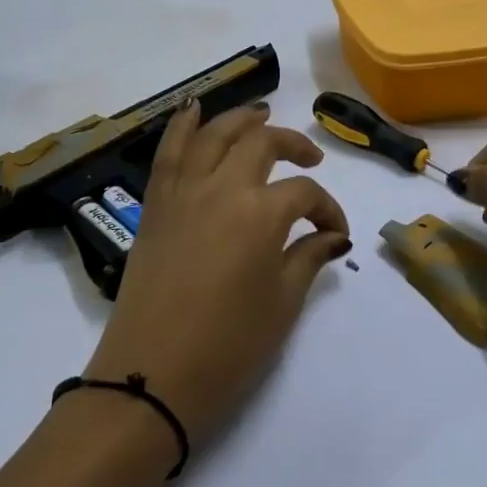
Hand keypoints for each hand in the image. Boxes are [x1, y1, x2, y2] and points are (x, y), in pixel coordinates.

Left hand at [84, 101, 351, 443]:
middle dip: (293, 145)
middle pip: (261, 144)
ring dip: (240, 119)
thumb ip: (309, 258)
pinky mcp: (155, 206)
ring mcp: (182, 193)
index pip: (305, 194)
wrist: (152, 377)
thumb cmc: (228, 347)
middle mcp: (222, 188)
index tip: (335, 233)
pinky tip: (193, 109)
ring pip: (213, 135)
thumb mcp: (283, 304)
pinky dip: (181, 126)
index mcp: (261, 214)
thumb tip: (333, 236)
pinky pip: (168, 153)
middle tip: (310, 159)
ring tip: (261, 113)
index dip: (328, 209)